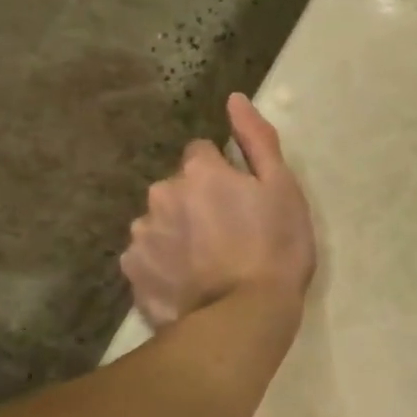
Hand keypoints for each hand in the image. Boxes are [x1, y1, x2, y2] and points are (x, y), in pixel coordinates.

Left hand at [120, 93, 315, 328]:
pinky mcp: (133, 274)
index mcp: (198, 172)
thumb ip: (257, 140)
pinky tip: (189, 283)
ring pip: (160, 222)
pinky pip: (148, 258)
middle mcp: (160, 195)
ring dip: (179, 233)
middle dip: (197, 202)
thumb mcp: (283, 189)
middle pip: (178, 188)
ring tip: (208, 264)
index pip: (202, 153)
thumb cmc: (276, 248)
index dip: (225, 174)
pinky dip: (164, 265)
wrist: (245, 317)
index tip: (243, 200)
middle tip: (229, 235)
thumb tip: (234, 99)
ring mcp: (141, 236)